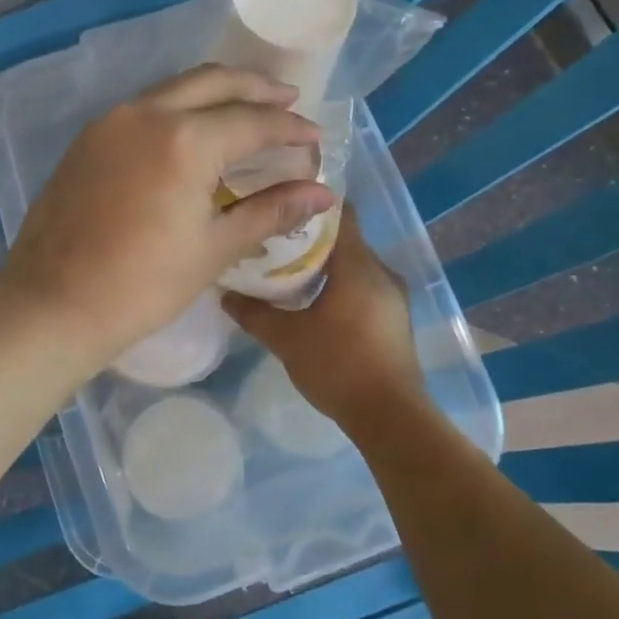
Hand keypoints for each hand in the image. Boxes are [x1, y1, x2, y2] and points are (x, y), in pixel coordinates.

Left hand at [0, 66, 336, 366]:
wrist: (52, 304)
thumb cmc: (142, 285)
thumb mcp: (214, 248)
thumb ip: (270, 211)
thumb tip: (322, 195)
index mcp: (185, 139)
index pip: (253, 121)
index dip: (290, 129)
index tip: (314, 139)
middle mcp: (147, 113)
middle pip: (213, 82)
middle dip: (256, 88)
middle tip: (287, 100)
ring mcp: (110, 122)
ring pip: (175, 88)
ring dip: (215, 92)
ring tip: (245, 109)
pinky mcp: (88, 139)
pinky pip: (145, 107)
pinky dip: (179, 107)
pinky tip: (193, 131)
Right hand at [223, 206, 426, 428]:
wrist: (389, 417)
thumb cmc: (338, 366)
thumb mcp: (286, 339)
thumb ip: (254, 313)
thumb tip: (225, 294)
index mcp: (359, 265)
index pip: (340, 214)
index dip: (310, 204)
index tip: (280, 202)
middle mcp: (381, 272)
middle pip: (344, 239)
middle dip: (309, 237)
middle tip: (272, 238)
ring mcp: (392, 296)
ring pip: (353, 265)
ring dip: (323, 264)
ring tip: (285, 268)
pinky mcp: (393, 318)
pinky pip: (362, 286)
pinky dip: (337, 285)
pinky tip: (311, 300)